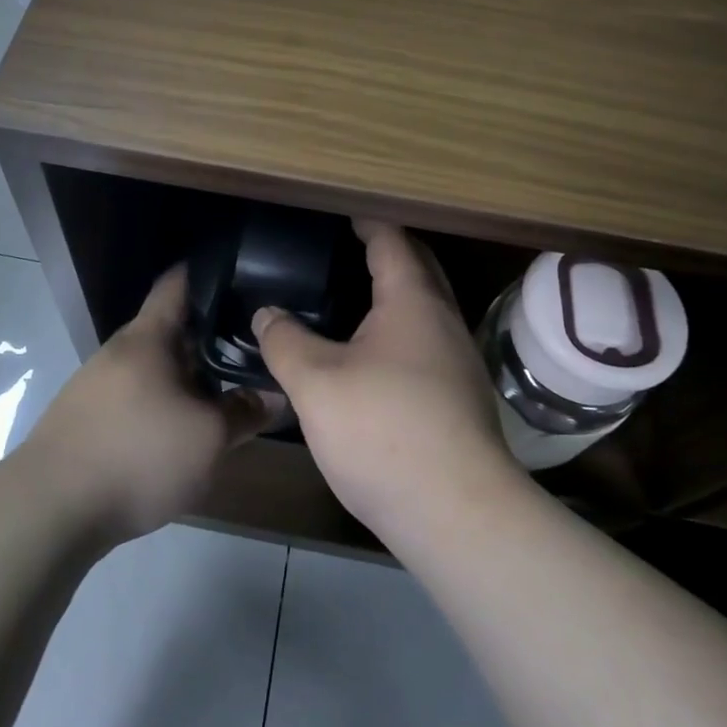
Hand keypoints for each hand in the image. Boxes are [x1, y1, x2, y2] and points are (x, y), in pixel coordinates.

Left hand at [22, 266, 267, 543]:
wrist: (50, 510)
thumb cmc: (138, 455)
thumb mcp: (207, 438)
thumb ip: (245, 413)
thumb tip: (278, 396)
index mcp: (148, 338)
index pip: (177, 284)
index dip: (208, 273)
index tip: (241, 275)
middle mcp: (119, 351)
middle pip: (169, 329)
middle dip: (208, 336)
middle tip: (249, 347)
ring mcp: (96, 384)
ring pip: (153, 367)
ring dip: (185, 376)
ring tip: (222, 391)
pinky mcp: (85, 418)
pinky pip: (135, 396)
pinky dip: (162, 402)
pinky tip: (179, 430)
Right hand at [252, 220, 519, 538]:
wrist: (456, 512)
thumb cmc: (383, 431)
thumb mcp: (316, 383)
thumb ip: (285, 341)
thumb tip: (266, 314)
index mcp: (412, 301)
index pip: (392, 241)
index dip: (368, 222)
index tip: (344, 213)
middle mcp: (443, 321)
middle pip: (418, 268)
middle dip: (387, 252)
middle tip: (346, 248)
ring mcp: (458, 361)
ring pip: (425, 309)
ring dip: (395, 294)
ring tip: (352, 298)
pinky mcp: (460, 397)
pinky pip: (426, 342)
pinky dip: (400, 330)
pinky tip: (372, 355)